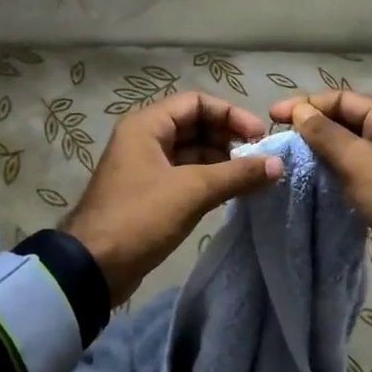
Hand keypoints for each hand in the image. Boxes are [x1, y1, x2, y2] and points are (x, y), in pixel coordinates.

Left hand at [63, 91, 281, 302]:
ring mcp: (146, 167)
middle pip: (195, 125)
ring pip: (192, 152)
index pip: (197, 102)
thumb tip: (278, 164)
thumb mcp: (192, 191)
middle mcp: (145, 139)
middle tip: (258, 158)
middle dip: (228, 138)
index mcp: (147, 126)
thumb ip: (237, 174)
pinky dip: (209, 179)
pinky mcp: (150, 193)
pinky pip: (185, 175)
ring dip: (221, 160)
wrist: (93, 269)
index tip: (258, 136)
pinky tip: (232, 192)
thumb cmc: (140, 217)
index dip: (230, 114)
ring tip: (250, 177)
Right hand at [270, 90, 371, 291]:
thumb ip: (328, 135)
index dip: (307, 104)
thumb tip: (300, 112)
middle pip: (343, 121)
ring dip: (317, 149)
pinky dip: (328, 171)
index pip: (342, 100)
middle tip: (276, 136)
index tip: (273, 116)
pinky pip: (349, 171)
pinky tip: (306, 178)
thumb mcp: (361, 163)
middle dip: (311, 125)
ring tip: (286, 155)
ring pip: (344, 147)